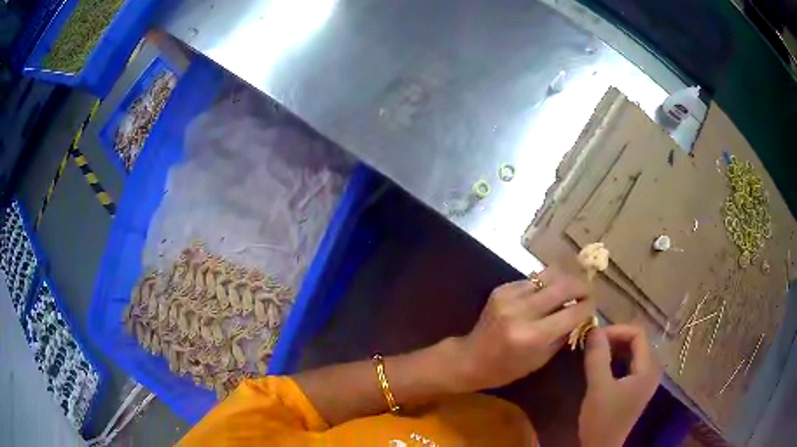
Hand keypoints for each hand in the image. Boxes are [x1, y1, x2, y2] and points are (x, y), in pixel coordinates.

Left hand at [454, 267, 594, 390]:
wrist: (470, 358)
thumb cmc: (507, 368)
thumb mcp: (540, 359)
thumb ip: (563, 334)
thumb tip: (582, 314)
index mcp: (533, 336)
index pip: (573, 312)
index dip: (588, 306)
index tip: (593, 305)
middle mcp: (522, 311)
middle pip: (564, 285)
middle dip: (582, 286)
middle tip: (588, 292)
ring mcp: (510, 296)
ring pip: (549, 275)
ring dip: (565, 280)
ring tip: (571, 288)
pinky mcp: (502, 288)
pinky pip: (532, 280)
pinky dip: (544, 285)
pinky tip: (546, 294)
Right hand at [579, 325, 660, 446]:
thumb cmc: (602, 419)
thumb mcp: (598, 388)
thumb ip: (598, 358)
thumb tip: (594, 329)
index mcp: (647, 369)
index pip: (638, 335)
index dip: (617, 330)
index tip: (595, 336)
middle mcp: (651, 371)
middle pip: (637, 342)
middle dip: (615, 338)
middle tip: (593, 343)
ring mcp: (644, 380)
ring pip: (633, 353)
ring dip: (615, 348)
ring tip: (595, 351)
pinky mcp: (636, 388)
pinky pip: (629, 364)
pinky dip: (616, 359)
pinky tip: (602, 365)